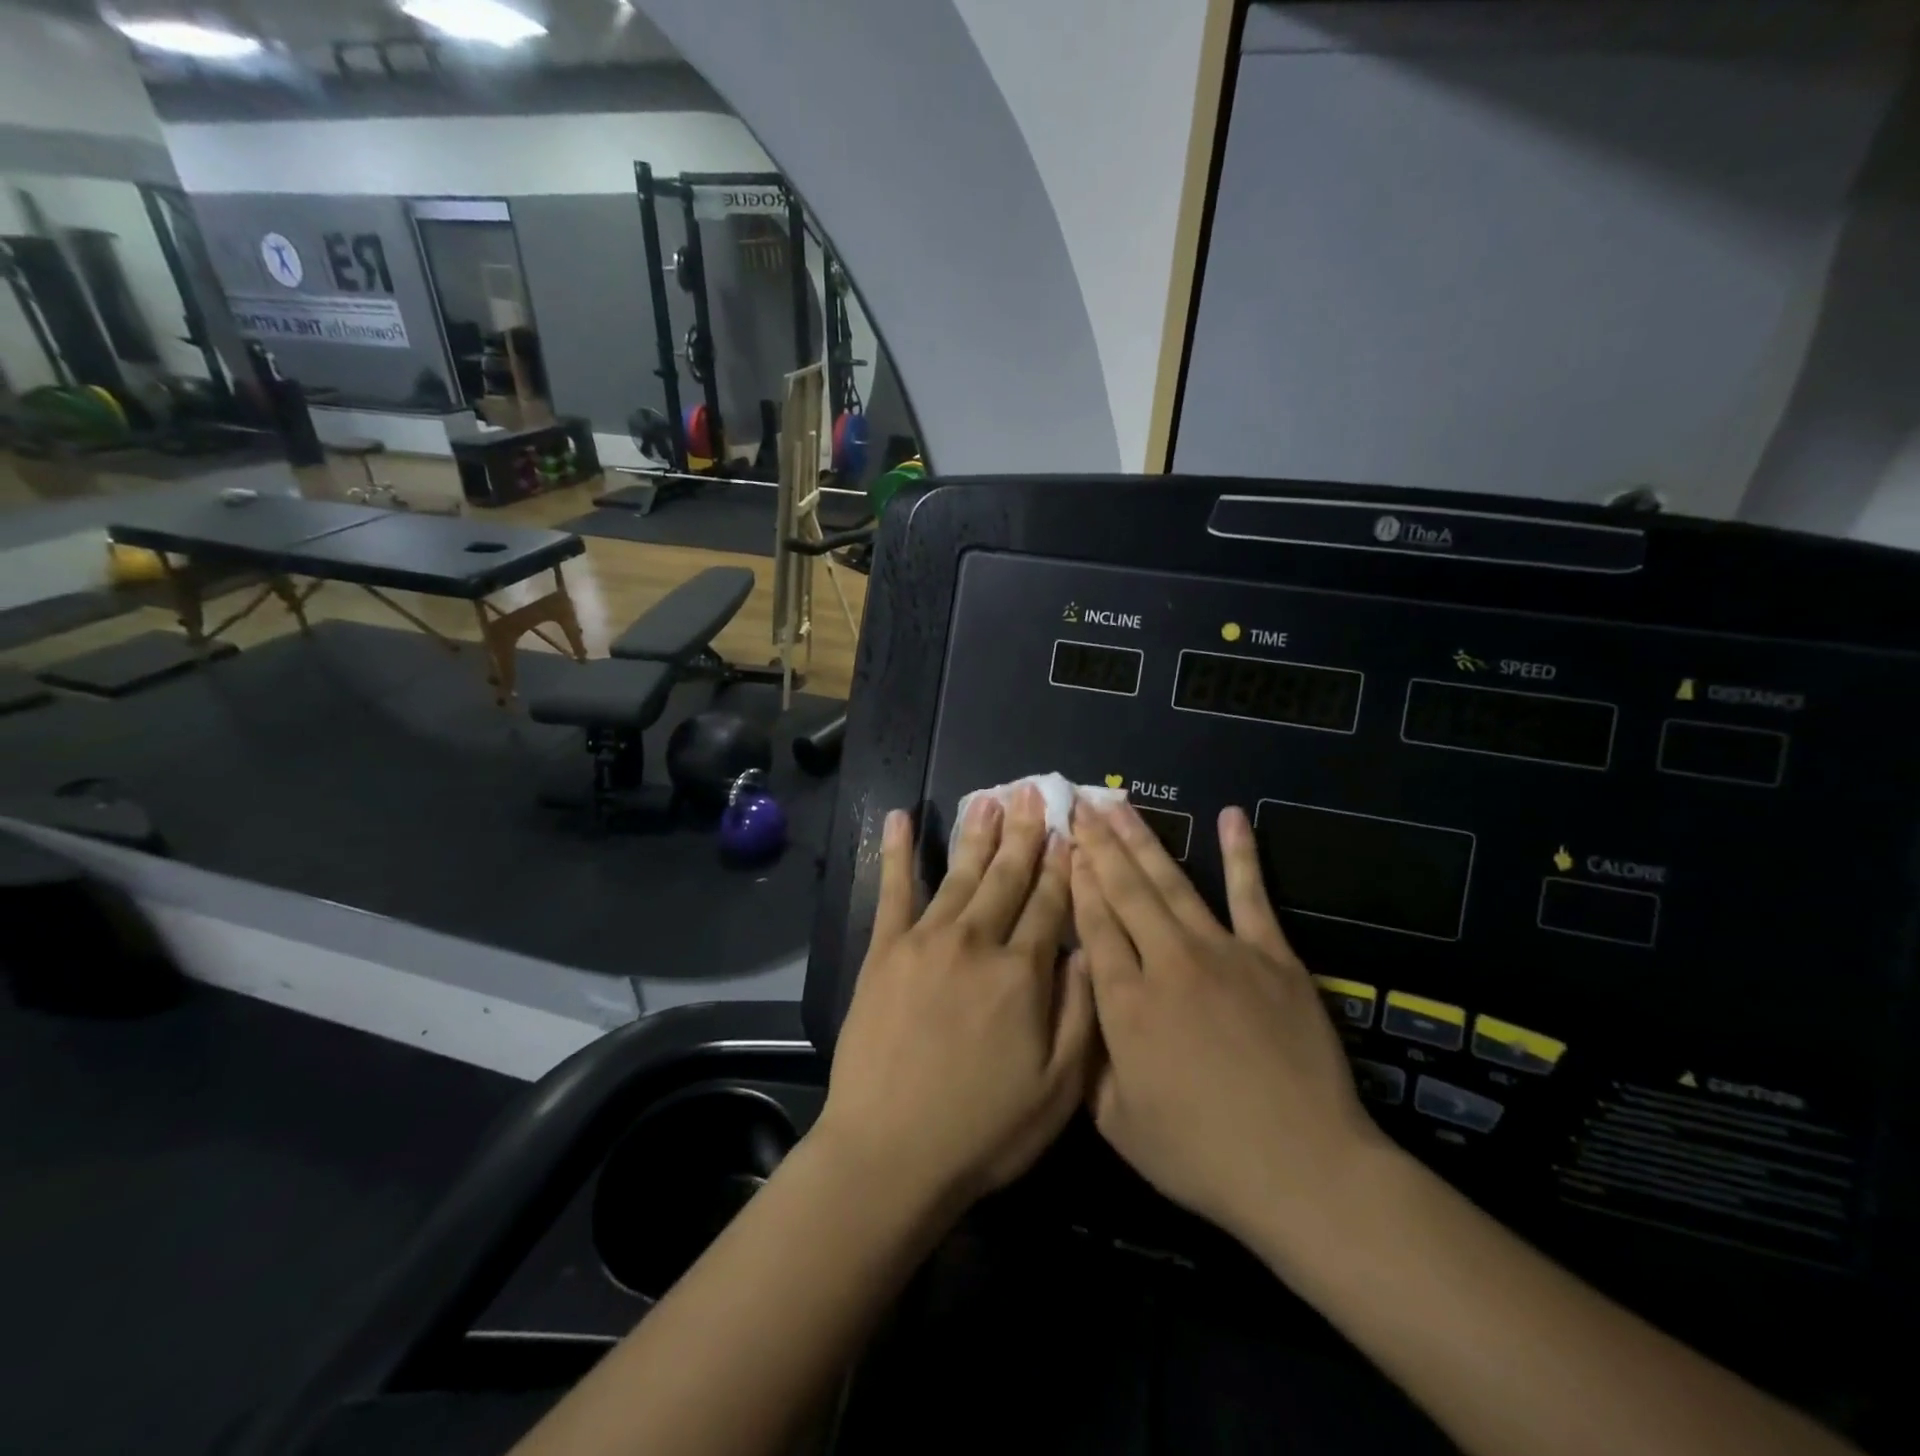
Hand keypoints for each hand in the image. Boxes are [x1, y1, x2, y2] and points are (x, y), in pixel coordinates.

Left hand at [817, 786, 1096, 1211]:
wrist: (890, 1153)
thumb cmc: (983, 1130)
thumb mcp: (1058, 1089)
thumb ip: (1079, 1013)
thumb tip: (1085, 950)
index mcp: (1022, 973)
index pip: (1050, 904)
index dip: (1063, 865)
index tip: (1071, 830)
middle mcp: (976, 942)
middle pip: (1008, 877)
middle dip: (1026, 833)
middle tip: (1035, 791)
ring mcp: (926, 941)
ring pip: (961, 874)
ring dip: (978, 833)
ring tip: (991, 797)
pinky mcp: (884, 951)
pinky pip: (893, 890)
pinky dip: (898, 852)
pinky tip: (900, 818)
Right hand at [1070, 801, 1391, 1260]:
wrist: (1302, 1169)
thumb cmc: (1201, 1154)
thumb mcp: (1118, 1122)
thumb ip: (1086, 1058)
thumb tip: (1070, 1005)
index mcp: (1125, 1003)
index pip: (1093, 924)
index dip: (1076, 880)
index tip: (1063, 844)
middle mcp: (1167, 962)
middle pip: (1125, 890)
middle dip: (1097, 843)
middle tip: (1078, 804)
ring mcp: (1223, 952)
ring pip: (1172, 882)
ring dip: (1142, 839)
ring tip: (1118, 803)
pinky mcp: (1273, 956)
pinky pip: (1251, 894)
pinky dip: (1240, 853)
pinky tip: (1229, 816)